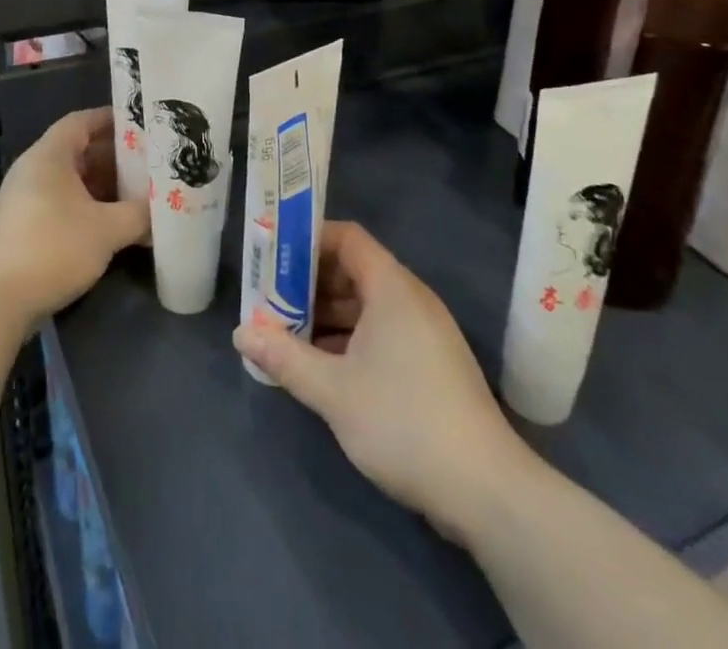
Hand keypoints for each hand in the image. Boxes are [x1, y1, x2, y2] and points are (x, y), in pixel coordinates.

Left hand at [0, 107, 148, 330]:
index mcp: (49, 156)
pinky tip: (112, 224)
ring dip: (102, 185)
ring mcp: (25, 199)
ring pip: (71, 180)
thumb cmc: (53, 249)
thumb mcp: (106, 230)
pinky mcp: (23, 227)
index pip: (81, 121)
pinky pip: (61, 203)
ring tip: (137, 193)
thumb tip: (162, 209)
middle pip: (77, 150)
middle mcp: (33, 170)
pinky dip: (87, 206)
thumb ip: (139, 214)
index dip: (111, 119)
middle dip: (113, 157)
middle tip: (148, 162)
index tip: (141, 124)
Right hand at [234, 221, 532, 541]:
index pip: (347, 238)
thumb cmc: (403, 422)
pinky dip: (350, 338)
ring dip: (326, 314)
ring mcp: (425, 332)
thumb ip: (284, 356)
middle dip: (309, 282)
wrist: (486, 490)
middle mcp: (411, 299)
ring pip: (367, 305)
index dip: (308, 240)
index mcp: (392, 288)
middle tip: (270, 299)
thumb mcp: (333, 390)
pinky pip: (382, 331)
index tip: (273, 256)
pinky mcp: (432, 364)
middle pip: (354, 270)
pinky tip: (322, 365)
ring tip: (286, 333)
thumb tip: (240, 332)